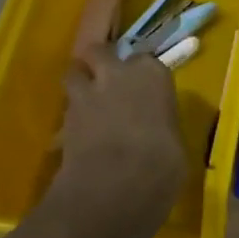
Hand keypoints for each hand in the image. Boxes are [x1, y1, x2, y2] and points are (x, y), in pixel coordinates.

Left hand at [54, 45, 186, 231]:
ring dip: (79, 82)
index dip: (142, 74)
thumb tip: (156, 132)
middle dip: (101, 61)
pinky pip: (66, 108)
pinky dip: (71, 116)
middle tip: (107, 80)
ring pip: (74, 72)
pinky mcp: (63, 118)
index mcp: (152, 74)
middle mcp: (117, 74)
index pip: (146, 59)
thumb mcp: (174, 143)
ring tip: (86, 100)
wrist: (115, 186)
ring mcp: (86, 93)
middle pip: (100, 51)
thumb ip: (161, 126)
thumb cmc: (161, 163)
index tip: (145, 87)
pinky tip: (78, 133)